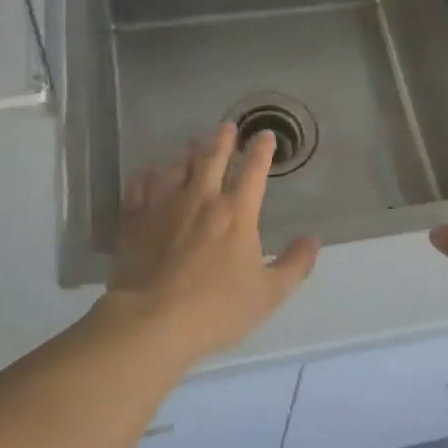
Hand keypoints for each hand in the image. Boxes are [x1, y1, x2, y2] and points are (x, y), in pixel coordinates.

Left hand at [106, 122, 319, 360]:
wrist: (153, 320)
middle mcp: (201, 198)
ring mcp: (164, 206)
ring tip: (191, 144)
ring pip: (176, 168)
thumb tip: (313, 239)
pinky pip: (140, 187)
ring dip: (187, 154)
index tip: (265, 135)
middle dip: (223, 139)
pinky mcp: (134, 220)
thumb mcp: (269, 293)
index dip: (261, 150)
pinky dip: (147, 176)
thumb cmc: (217, 308)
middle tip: (227, 126)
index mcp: (237, 213)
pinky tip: (148, 174)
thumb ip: (294, 264)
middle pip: (212, 158)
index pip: (254, 170)